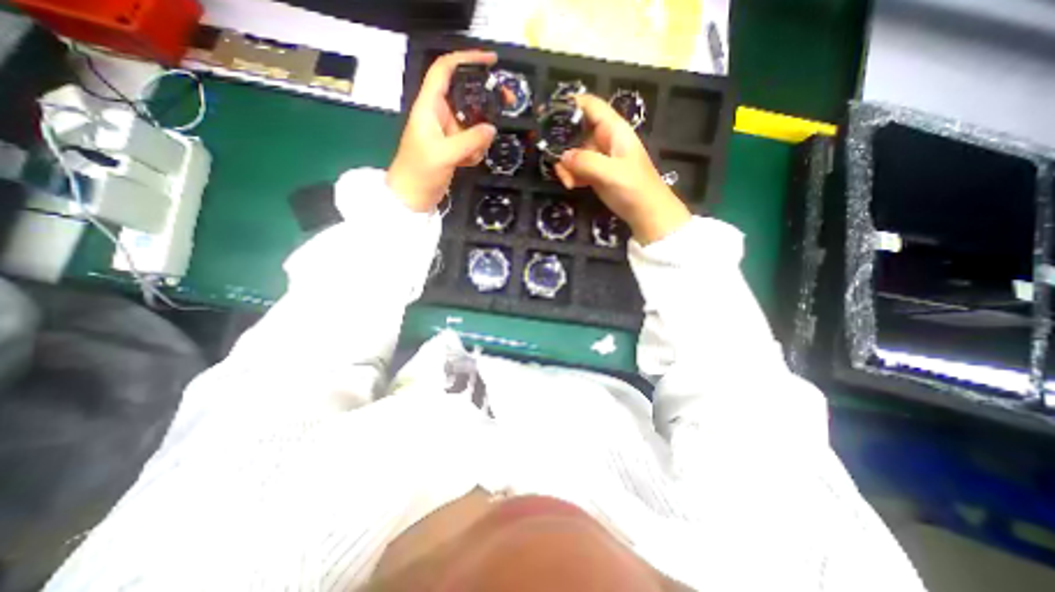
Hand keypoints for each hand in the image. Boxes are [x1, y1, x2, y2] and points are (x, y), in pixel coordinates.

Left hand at [387, 51, 500, 212]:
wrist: (412, 197)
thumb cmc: (419, 171)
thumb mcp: (445, 154)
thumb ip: (470, 140)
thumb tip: (492, 128)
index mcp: (429, 106)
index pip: (445, 70)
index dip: (466, 58)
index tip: (491, 61)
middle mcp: (438, 114)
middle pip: (465, 96)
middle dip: (484, 103)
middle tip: (505, 105)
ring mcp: (446, 132)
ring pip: (472, 123)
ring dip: (478, 138)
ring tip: (472, 156)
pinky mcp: (452, 147)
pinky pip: (471, 142)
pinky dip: (474, 151)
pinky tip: (468, 164)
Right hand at [553, 96, 693, 242]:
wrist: (646, 213)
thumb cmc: (634, 188)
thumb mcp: (610, 173)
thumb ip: (585, 161)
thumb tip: (562, 156)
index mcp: (613, 130)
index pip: (590, 106)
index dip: (570, 105)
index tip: (548, 113)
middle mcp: (605, 139)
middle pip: (576, 131)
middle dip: (563, 145)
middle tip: (554, 161)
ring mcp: (600, 157)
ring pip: (574, 152)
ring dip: (566, 166)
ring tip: (568, 182)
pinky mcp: (596, 173)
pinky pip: (577, 168)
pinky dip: (571, 176)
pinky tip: (572, 186)